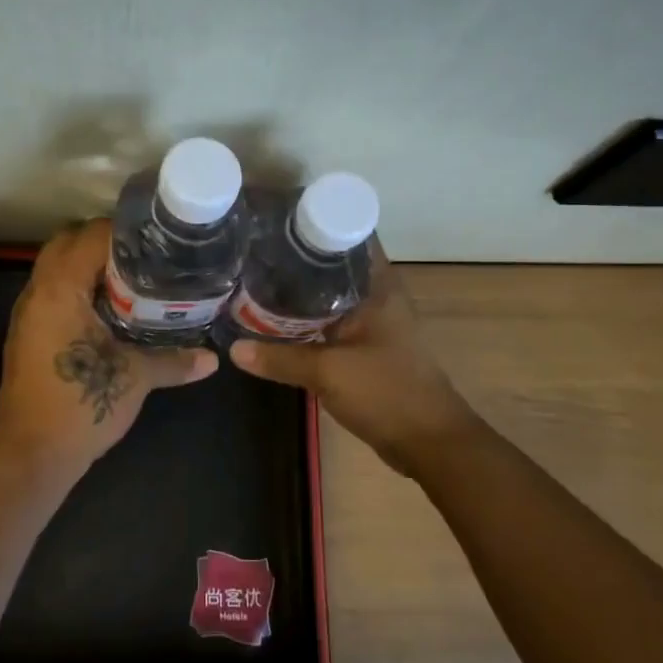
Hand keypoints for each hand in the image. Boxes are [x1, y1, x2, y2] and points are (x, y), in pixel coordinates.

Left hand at [0, 219, 217, 479]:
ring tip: (133, 274)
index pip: (89, 235)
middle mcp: (37, 292)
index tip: (157, 236)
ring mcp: (28, 313)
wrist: (32, 455)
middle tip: (145, 253)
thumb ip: (174, 360)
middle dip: (103, 242)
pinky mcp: (27, 334)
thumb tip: (213, 359)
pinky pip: (53, 292)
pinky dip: (78, 287)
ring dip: (88, 265)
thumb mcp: (135, 378)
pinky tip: (110, 307)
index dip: (124, 230)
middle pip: (67, 243)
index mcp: (60, 290)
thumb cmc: (81, 405)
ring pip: (56, 268)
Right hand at [228, 242, 475, 468]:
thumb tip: (233, 349)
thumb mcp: (328, 373)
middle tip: (253, 250)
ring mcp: (371, 322)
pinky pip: (329, 322)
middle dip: (297, 258)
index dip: (316, 221)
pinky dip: (305, 319)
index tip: (277, 219)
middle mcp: (376, 296)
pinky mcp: (364, 347)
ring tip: (255, 279)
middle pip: (333, 265)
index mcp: (378, 286)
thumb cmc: (387, 392)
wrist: (428, 443)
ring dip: (299, 291)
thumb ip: (280, 359)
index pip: (349, 235)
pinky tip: (274, 320)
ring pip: (329, 295)